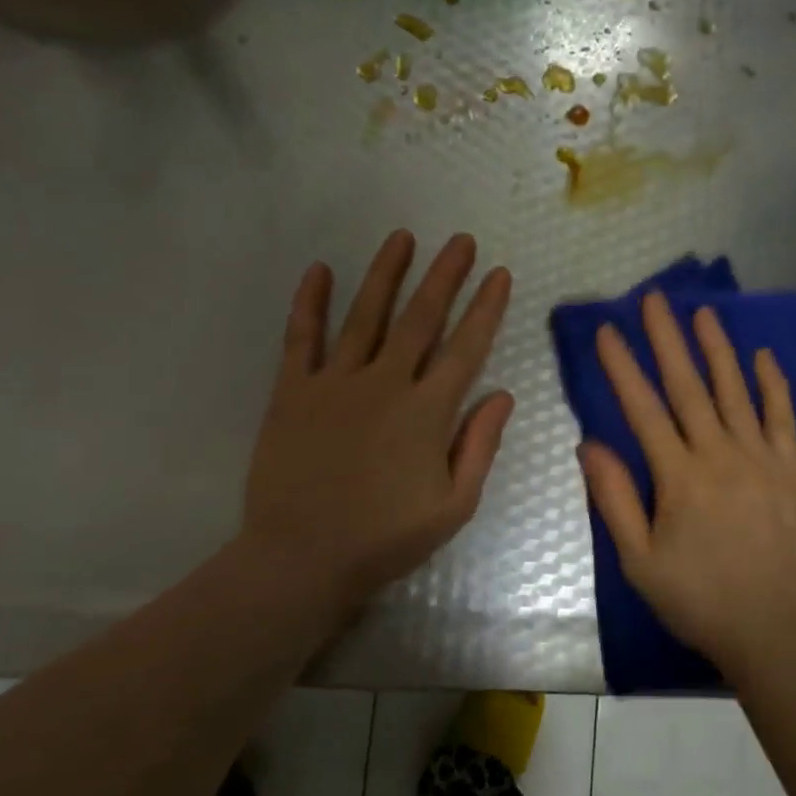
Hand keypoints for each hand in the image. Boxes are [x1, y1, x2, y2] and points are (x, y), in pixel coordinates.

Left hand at [234, 230, 514, 609]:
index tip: (500, 274)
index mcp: (428, 412)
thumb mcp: (453, 506)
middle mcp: (385, 384)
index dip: (486, 308)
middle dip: (444, 276)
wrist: (300, 559)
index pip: (466, 347)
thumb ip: (479, 446)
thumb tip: (503, 394)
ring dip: (386, 273)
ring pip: (366, 315)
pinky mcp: (293, 391)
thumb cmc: (385, 539)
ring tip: (403, 237)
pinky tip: (319, 270)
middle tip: (461, 241)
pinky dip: (309, 302)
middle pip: (421, 318)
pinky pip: (301, 337)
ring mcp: (335, 383)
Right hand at [580, 292, 795, 681]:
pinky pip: (782, 416)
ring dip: (717, 349)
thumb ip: (614, 500)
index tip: (608, 330)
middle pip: (688, 387)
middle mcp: (719, 454)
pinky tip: (762, 356)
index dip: (623, 366)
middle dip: (667, 339)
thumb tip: (590, 444)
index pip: (643, 409)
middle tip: (654, 299)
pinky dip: (772, 384)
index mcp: (678, 477)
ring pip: (735, 391)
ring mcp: (760, 458)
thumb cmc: (698, 599)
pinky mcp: (791, 469)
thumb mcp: (639, 562)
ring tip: (702, 312)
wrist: (773, 629)